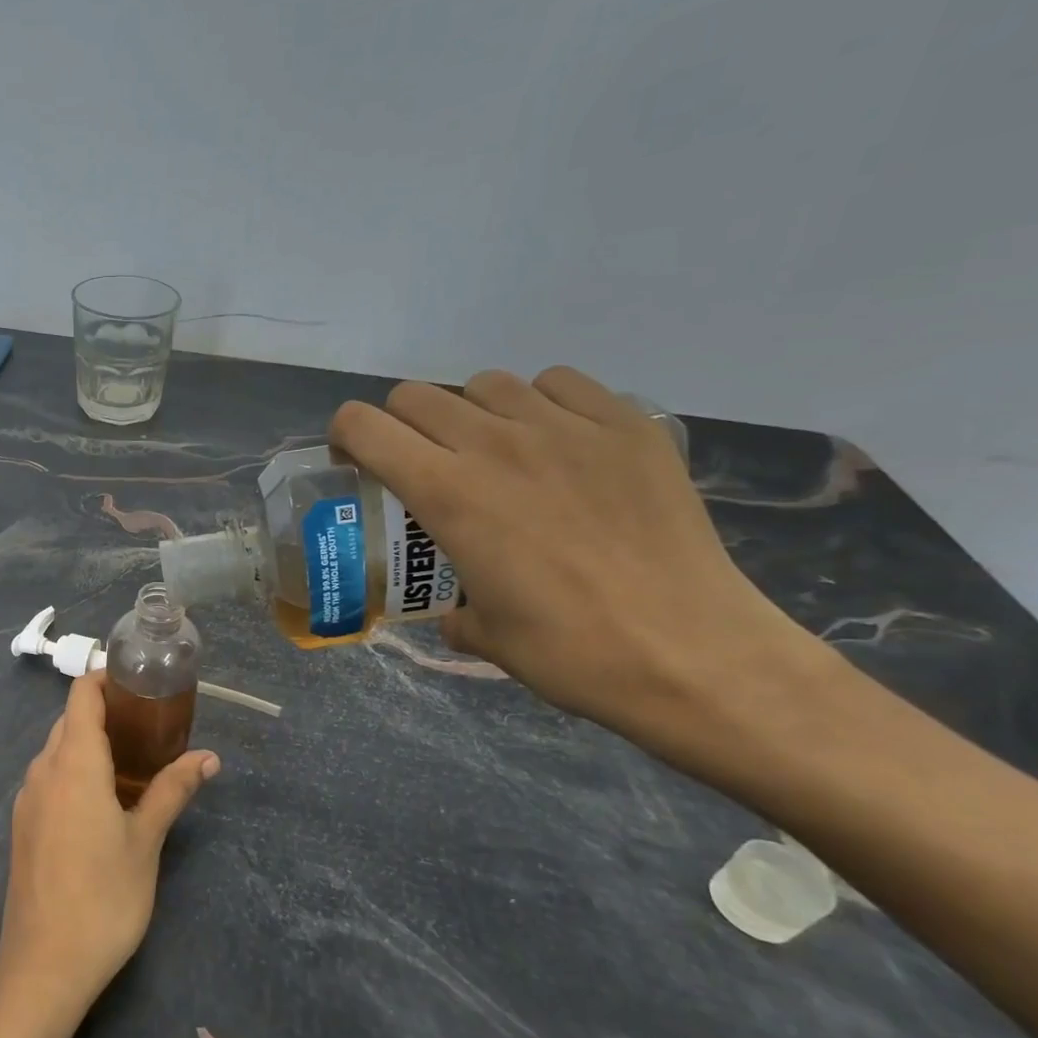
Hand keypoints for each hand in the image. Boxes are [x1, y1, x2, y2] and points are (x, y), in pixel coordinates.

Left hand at [0, 670, 217, 1030]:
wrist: (43, 966)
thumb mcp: (146, 841)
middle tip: (151, 725)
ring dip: (90, 744)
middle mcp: (43, 771)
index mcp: (73, 763)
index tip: (140, 683)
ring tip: (133, 761)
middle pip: (70, 721)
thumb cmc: (104, 898)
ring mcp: (27, 799)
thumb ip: (172, 790)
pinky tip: (102, 801)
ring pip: (57, 751)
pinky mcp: (23, 825)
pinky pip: (49, 779)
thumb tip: (209, 757)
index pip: (81, 695)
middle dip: (106, 713)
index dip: (105, 678)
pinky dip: (74, 771)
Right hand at [330, 368, 809, 737]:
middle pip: (416, 397)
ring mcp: (565, 428)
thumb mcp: (481, 634)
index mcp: (446, 494)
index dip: (346, 438)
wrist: (690, 653)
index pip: (364, 426)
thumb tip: (456, 609)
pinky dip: (541, 403)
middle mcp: (494, 444)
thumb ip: (451, 606)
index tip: (357, 465)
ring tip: (494, 452)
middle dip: (402, 427)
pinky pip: (560, 383)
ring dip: (471, 412)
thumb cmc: (569, 651)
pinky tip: (556, 443)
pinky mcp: (626, 425)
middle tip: (423, 465)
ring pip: (486, 384)